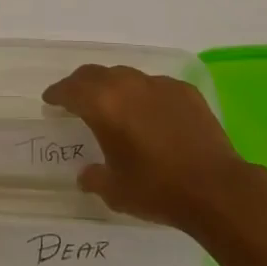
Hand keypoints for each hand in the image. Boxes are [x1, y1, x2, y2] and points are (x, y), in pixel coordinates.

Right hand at [43, 64, 254, 235]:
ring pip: (127, 77)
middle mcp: (128, 86)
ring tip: (114, 104)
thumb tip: (86, 174)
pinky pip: (156, 86)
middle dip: (81, 84)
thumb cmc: (157, 189)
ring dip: (114, 87)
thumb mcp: (116, 191)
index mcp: (103, 105)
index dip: (57, 93)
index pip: (71, 89)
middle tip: (75, 97)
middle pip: (96, 74)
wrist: (215, 188)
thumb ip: (95, 177)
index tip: (50, 99)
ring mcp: (159, 85)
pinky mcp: (185, 91)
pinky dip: (145, 96)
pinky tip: (151, 114)